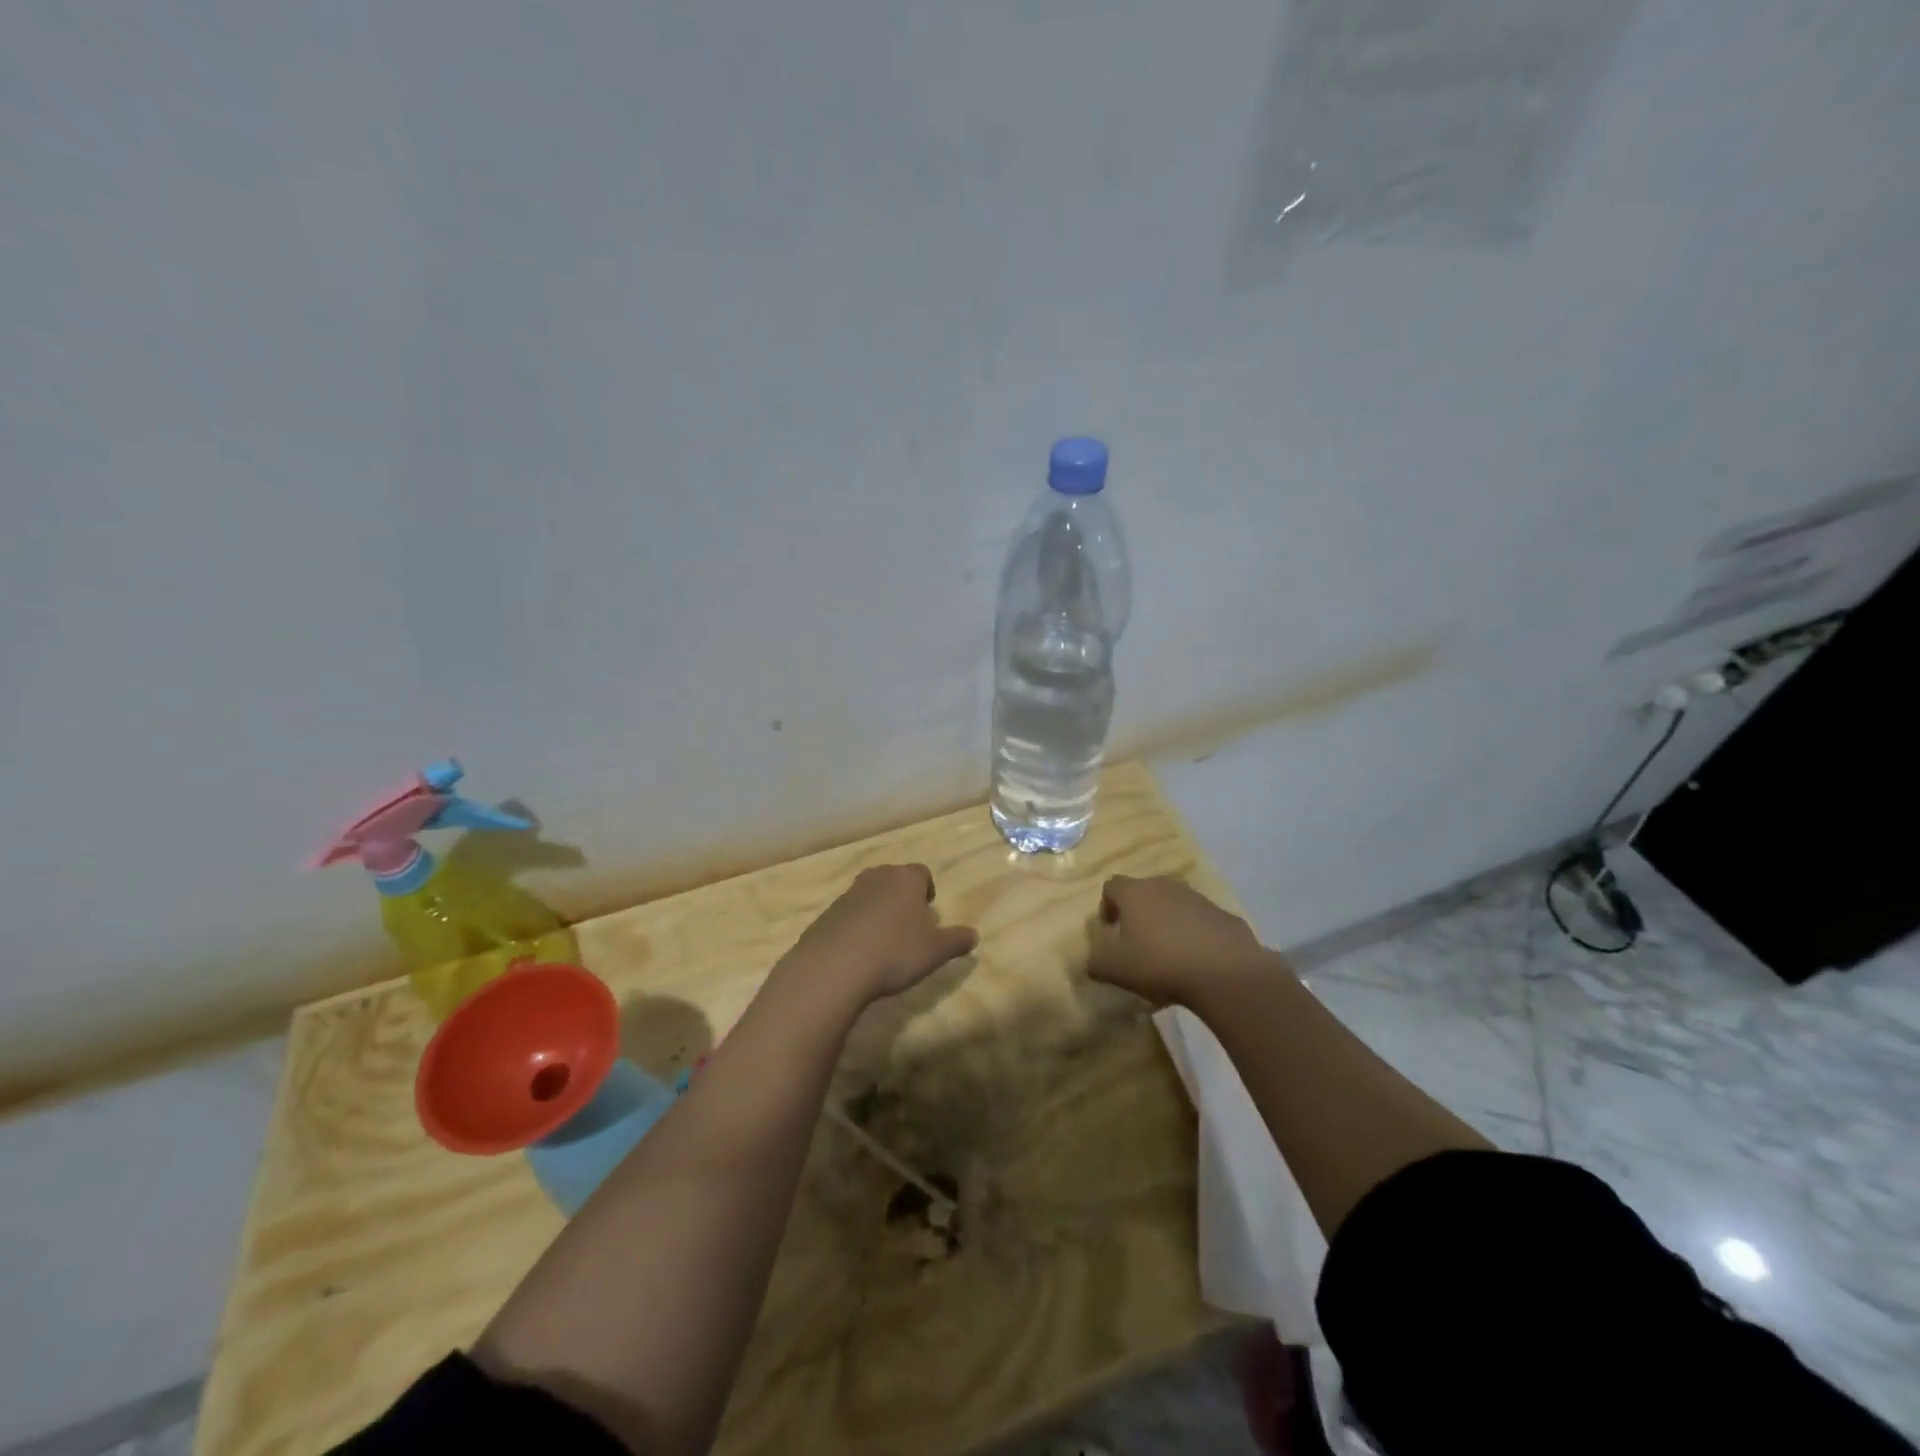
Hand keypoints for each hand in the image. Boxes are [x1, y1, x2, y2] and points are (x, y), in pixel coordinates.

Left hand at [785, 865, 977, 1006]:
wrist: (833, 967)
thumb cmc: (894, 952)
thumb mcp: (935, 951)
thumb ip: (957, 941)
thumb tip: (974, 935)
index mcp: (906, 879)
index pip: (922, 873)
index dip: (927, 890)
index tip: (928, 911)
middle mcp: (877, 877)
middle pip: (894, 880)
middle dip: (902, 897)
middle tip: (909, 925)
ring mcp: (848, 893)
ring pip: (870, 894)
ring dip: (878, 910)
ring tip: (884, 941)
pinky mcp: (827, 913)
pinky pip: (849, 914)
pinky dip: (857, 926)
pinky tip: (859, 952)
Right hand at [1086, 875, 1274, 1006]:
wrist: (1224, 971)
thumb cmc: (1159, 963)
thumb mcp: (1114, 969)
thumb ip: (1096, 961)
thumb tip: (1093, 959)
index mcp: (1135, 893)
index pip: (1111, 886)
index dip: (1107, 907)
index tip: (1110, 931)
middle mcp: (1164, 886)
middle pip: (1144, 892)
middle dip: (1138, 914)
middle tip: (1137, 943)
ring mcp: (1197, 898)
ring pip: (1173, 905)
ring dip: (1167, 922)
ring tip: (1168, 954)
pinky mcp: (1223, 914)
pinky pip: (1200, 920)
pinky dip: (1194, 934)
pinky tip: (1196, 960)